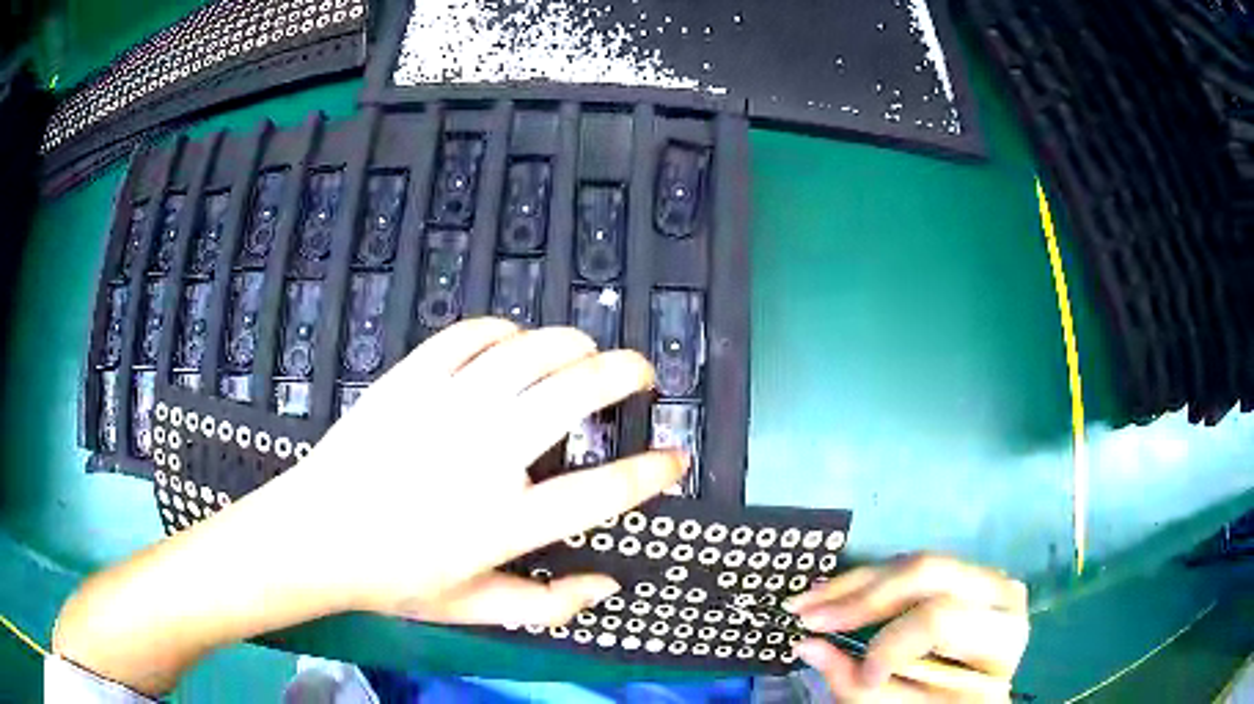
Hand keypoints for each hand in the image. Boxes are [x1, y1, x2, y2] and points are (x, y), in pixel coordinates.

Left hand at [54, 318, 687, 693]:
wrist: (313, 536)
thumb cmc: (393, 578)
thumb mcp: (473, 607)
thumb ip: (548, 605)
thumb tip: (607, 586)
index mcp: (504, 521)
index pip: (602, 490)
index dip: (652, 471)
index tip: (675, 459)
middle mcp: (484, 456)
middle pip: (578, 392)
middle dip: (626, 374)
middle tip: (642, 376)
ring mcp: (444, 408)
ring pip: (531, 350)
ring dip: (573, 344)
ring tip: (585, 353)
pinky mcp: (409, 379)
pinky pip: (471, 335)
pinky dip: (505, 332)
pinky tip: (513, 342)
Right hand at [785, 553, 1029, 702]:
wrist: (982, 694)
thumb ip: (861, 687)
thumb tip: (807, 647)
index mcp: (999, 635)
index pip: (940, 619)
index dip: (891, 645)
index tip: (861, 675)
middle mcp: (1000, 591)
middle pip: (927, 573)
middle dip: (860, 597)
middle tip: (805, 615)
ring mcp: (984, 576)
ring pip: (913, 562)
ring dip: (854, 584)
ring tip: (805, 602)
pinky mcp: (963, 574)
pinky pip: (911, 567)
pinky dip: (868, 581)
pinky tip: (835, 594)